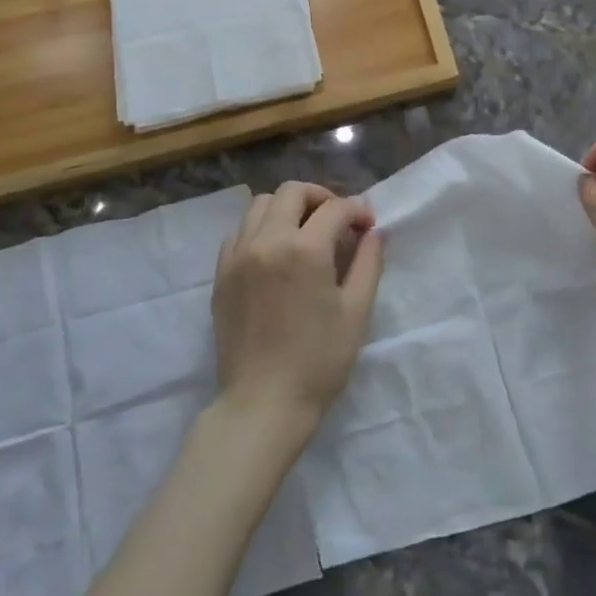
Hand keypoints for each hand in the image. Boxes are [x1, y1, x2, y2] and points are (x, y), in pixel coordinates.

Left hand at [211, 181, 383, 436]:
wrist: (263, 404)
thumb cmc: (318, 361)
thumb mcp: (356, 311)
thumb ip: (368, 263)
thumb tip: (374, 232)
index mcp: (304, 249)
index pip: (335, 208)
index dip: (357, 211)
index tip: (368, 227)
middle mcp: (267, 241)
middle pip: (292, 192)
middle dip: (321, 197)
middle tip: (337, 221)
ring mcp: (238, 255)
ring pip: (260, 205)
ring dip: (288, 208)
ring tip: (305, 232)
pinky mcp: (221, 274)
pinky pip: (239, 232)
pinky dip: (261, 229)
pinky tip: (276, 253)